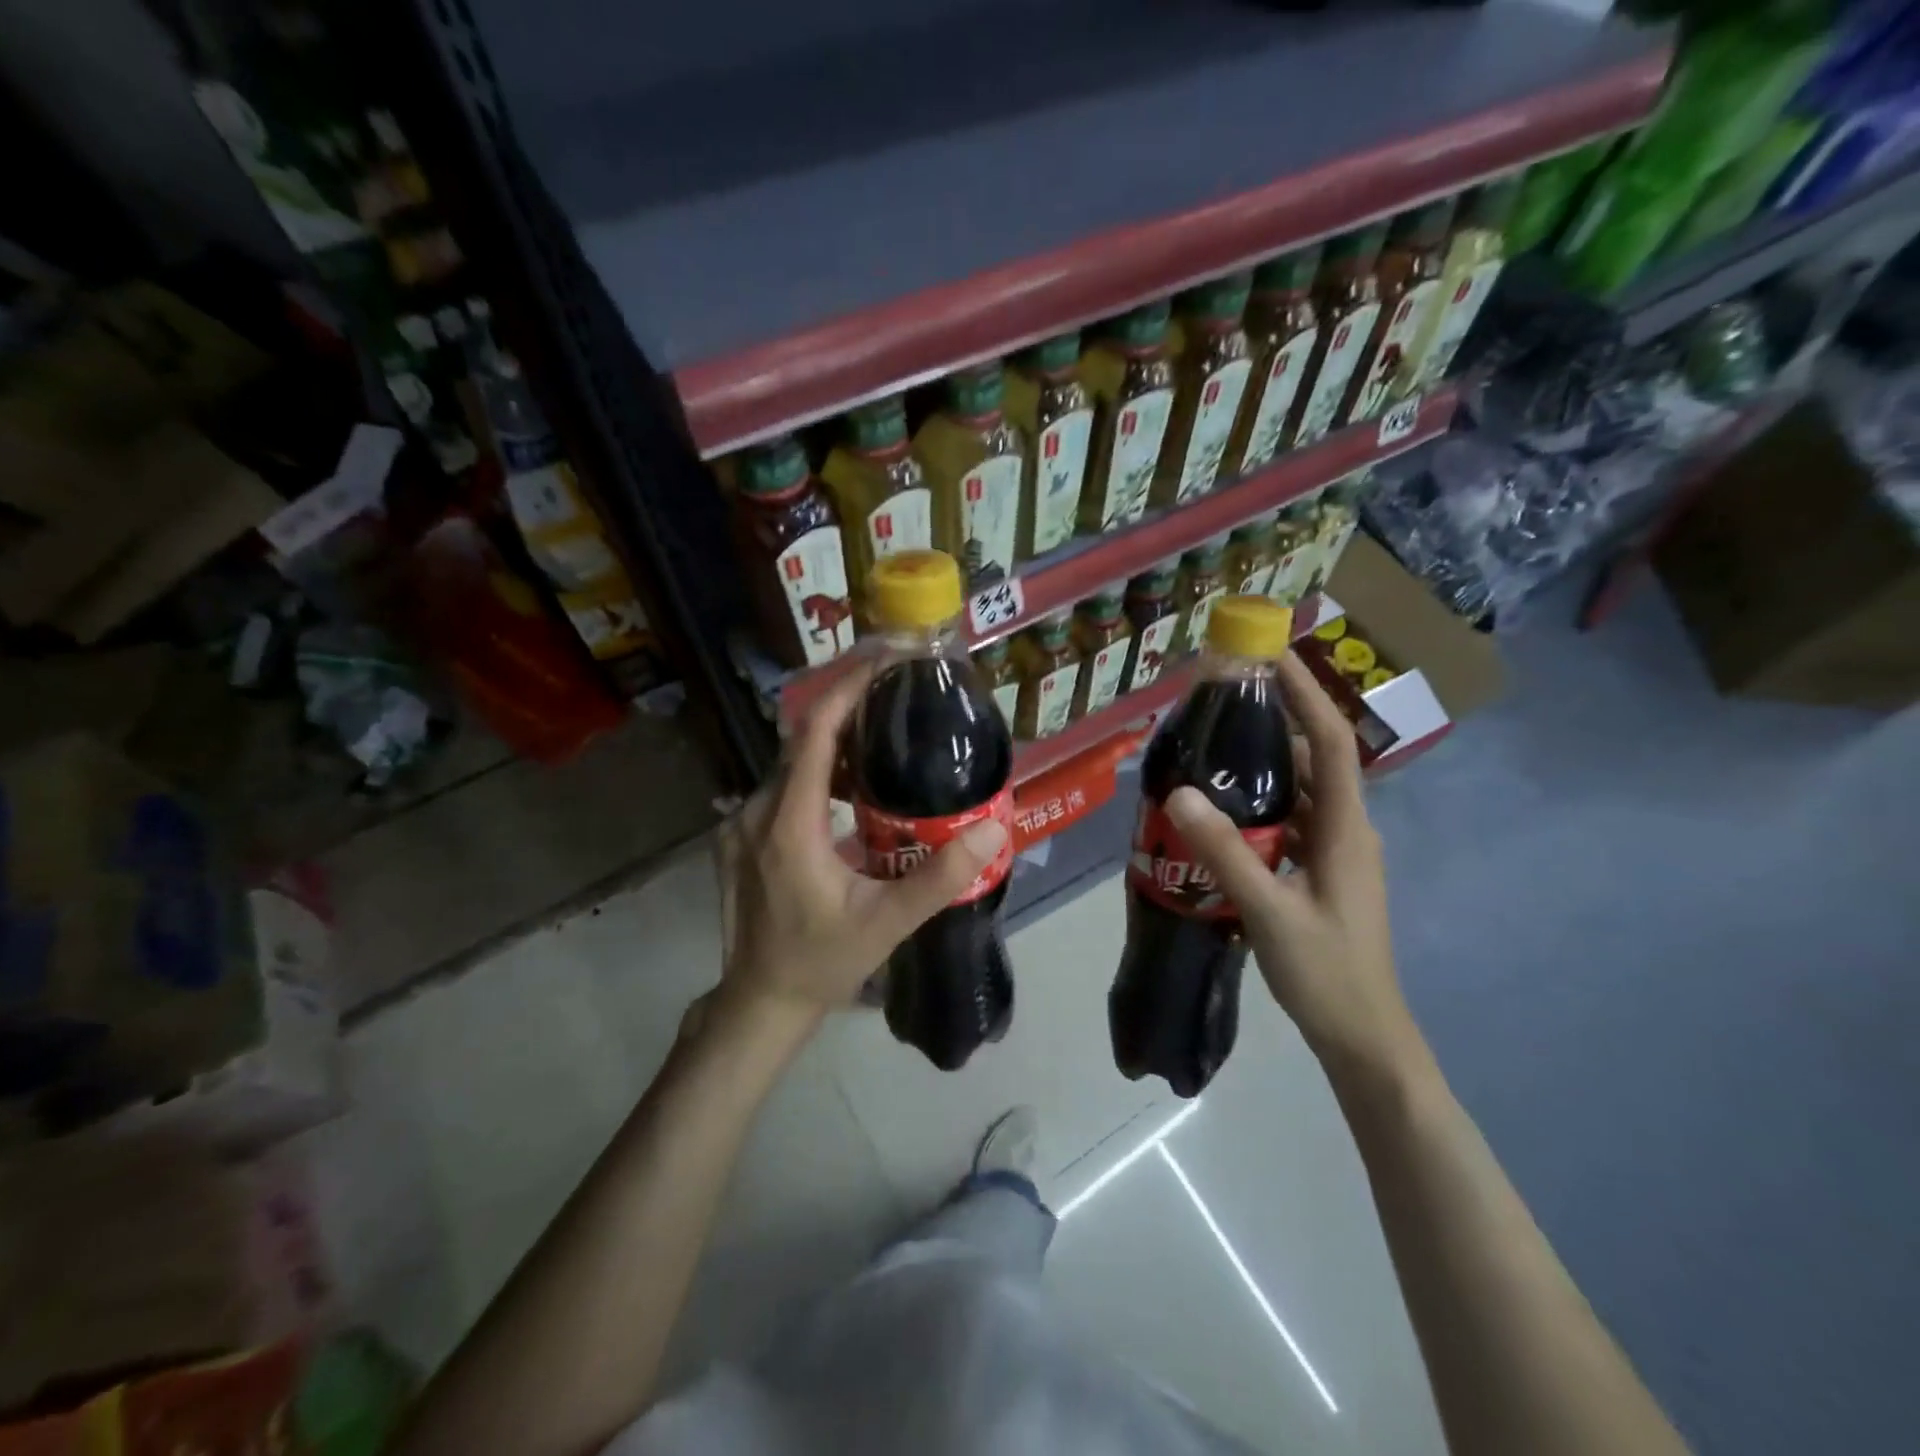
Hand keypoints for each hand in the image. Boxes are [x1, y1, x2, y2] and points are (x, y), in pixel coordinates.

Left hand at [711, 664, 1008, 1030]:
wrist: (760, 1001)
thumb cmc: (822, 961)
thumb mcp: (887, 923)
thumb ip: (939, 877)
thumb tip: (992, 828)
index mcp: (790, 823)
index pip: (815, 732)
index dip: (848, 689)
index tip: (886, 661)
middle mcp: (758, 811)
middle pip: (802, 739)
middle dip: (847, 706)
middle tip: (898, 691)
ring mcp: (742, 824)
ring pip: (791, 763)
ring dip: (835, 741)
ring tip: (884, 731)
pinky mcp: (740, 837)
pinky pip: (781, 786)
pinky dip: (818, 770)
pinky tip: (852, 784)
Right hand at [1165, 651, 1424, 1082]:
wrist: (1363, 1036)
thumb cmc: (1326, 973)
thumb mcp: (1268, 912)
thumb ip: (1224, 854)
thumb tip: (1178, 793)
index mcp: (1345, 828)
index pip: (1330, 742)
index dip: (1306, 694)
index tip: (1271, 656)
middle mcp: (1346, 829)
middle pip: (1312, 759)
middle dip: (1274, 722)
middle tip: (1220, 702)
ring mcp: (1334, 851)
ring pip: (1297, 791)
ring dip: (1261, 766)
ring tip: (1210, 748)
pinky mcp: (1319, 872)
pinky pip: (1288, 821)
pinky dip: (1258, 805)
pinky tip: (1219, 813)